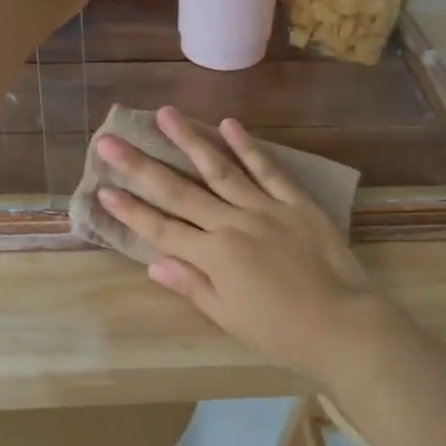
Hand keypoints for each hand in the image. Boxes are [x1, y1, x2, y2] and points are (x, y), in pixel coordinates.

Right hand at [94, 107, 400, 386]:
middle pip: (179, 191)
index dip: (130, 210)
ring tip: (165, 114)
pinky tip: (228, 124)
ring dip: (189, 140)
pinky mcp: (295, 202)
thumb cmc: (282, 332)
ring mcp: (265, 208)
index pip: (161, 229)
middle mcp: (232, 224)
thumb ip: (192, 286)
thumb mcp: (229, 318)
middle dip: (140, 166)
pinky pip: (268, 170)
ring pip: (219, 169)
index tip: (102, 188)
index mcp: (214, 256)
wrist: (344, 325)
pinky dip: (248, 147)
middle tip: (110, 139)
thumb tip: (154, 264)